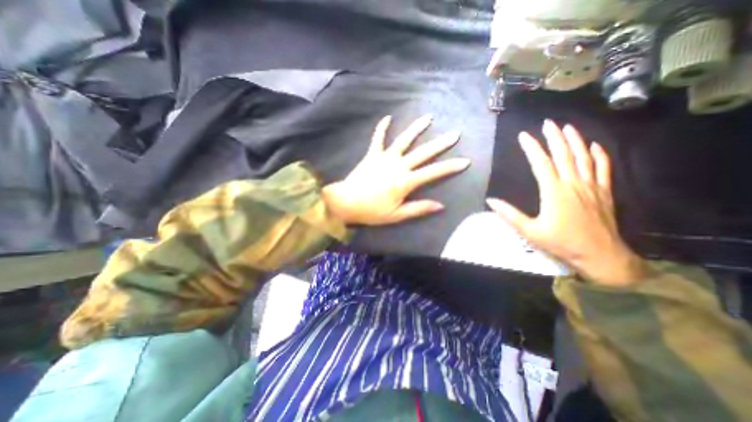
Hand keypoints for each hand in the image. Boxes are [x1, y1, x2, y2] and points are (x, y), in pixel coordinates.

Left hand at [324, 116, 467, 225]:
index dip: (450, 167)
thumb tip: (440, 205)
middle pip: (423, 152)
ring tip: (428, 118)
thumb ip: (418, 208)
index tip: (465, 161)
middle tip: (455, 133)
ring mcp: (384, 157)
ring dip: (416, 128)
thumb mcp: (397, 215)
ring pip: (404, 140)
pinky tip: (387, 117)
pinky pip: (378, 138)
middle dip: (440, 143)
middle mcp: (398, 165)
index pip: (433, 172)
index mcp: (405, 181)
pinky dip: (382, 128)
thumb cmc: (372, 211)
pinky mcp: (372, 154)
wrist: (346, 203)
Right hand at [488, 119, 645, 286]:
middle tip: (548, 123)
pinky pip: (603, 169)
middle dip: (555, 137)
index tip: (524, 136)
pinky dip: (599, 155)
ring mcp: (591, 187)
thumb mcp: (529, 231)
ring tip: (568, 127)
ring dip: (576, 141)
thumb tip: (491, 201)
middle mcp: (573, 184)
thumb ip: (509, 214)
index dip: (532, 148)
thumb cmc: (560, 243)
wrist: (599, 255)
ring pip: (584, 158)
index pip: (541, 164)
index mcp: (554, 192)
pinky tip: (595, 146)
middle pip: (564, 155)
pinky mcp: (604, 192)